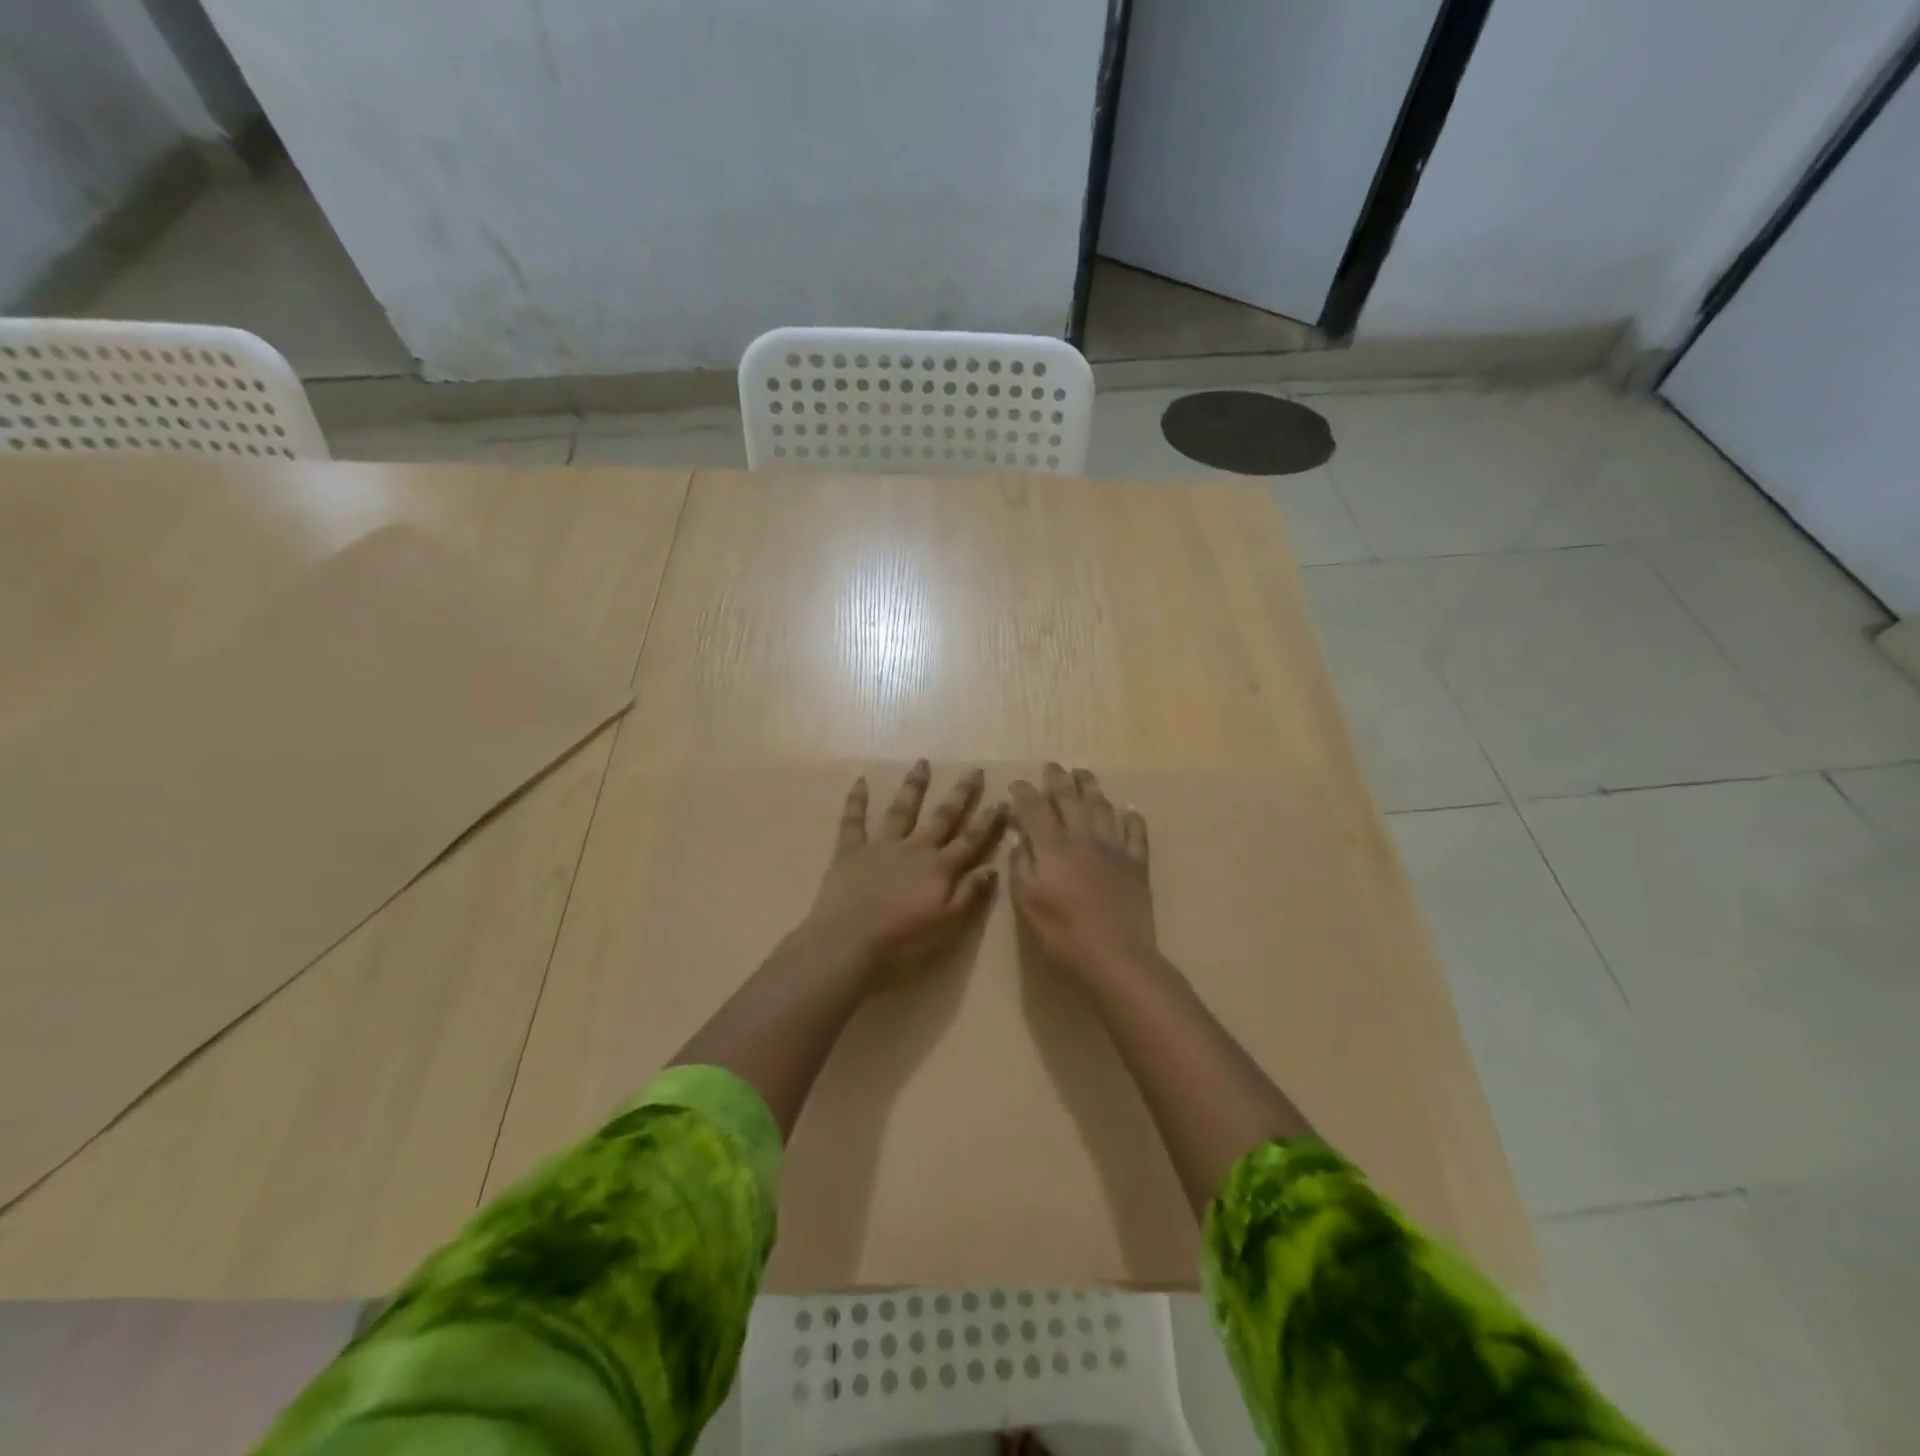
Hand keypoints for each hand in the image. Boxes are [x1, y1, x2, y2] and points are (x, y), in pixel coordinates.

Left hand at [805, 760, 1006, 985]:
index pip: (970, 840)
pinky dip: (856, 800)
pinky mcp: (850, 851)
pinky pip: (853, 821)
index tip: (1002, 800)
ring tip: (922, 762)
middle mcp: (914, 849)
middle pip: (941, 817)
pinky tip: (860, 780)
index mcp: (939, 869)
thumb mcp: (947, 925)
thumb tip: (992, 867)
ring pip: (901, 810)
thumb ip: (969, 894)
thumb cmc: (902, 941)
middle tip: (973, 770)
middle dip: (960, 794)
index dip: (988, 822)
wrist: (848, 942)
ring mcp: (880, 846)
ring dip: (913, 786)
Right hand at [1008, 764, 1157, 984]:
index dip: (1024, 793)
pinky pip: (1136, 833)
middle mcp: (1083, 838)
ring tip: (1084, 773)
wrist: (1117, 957)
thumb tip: (1020, 839)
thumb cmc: (1063, 934)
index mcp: (1053, 847)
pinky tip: (1129, 808)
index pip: (1035, 809)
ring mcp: (1114, 849)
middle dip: (1058, 779)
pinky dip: (1132, 817)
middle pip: (1070, 799)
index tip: (1016, 784)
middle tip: (1052, 766)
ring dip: (1091, 787)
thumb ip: (1021, 866)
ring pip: (1103, 808)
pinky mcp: (1137, 864)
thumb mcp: (1028, 903)